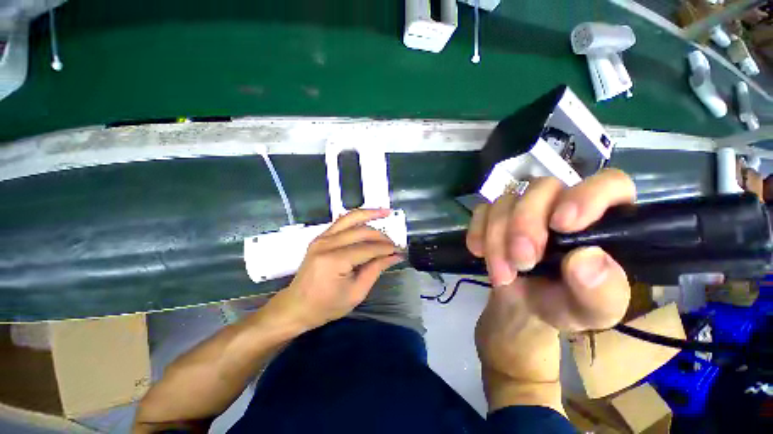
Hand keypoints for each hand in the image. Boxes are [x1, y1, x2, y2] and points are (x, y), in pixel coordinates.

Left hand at [266, 209, 402, 331]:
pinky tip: (368, 217)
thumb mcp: (356, 293)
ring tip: (386, 212)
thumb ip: (376, 270)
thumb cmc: (326, 306)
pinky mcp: (320, 237)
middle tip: (394, 243)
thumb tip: (395, 256)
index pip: (368, 248)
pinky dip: (357, 217)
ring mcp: (321, 238)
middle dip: (381, 236)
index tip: (399, 251)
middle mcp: (327, 244)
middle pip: (361, 231)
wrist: (297, 306)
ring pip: (350, 218)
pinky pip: (342, 221)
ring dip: (369, 214)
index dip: (386, 249)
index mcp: (335, 261)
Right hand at [467, 169, 634, 410]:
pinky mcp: (494, 224)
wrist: (515, 320)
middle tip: (519, 260)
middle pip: (542, 189)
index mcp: (600, 228)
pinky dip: (477, 230)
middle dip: (524, 222)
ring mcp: (523, 215)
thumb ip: (602, 294)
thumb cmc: (556, 318)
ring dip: (496, 234)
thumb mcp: (585, 316)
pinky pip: (481, 212)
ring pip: (505, 200)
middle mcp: (561, 213)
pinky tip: (478, 251)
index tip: (566, 223)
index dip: (590, 193)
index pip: (611, 185)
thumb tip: (588, 258)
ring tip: (499, 269)